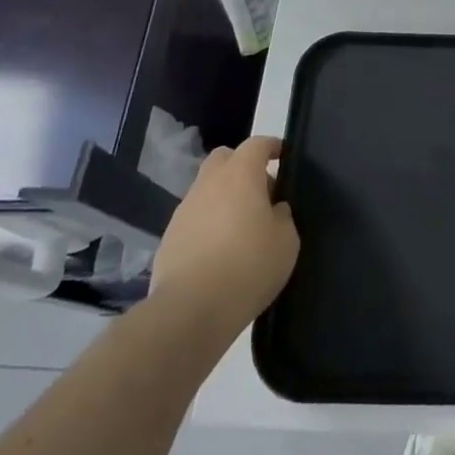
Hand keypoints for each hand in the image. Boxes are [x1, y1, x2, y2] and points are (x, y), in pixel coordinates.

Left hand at [150, 135, 299, 341]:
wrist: (190, 310)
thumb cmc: (248, 266)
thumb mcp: (286, 241)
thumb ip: (282, 216)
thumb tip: (273, 209)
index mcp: (240, 175)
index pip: (257, 144)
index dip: (272, 147)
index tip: (283, 156)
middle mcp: (208, 184)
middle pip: (224, 159)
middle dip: (242, 166)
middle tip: (260, 191)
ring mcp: (184, 211)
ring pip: (206, 189)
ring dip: (223, 198)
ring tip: (240, 227)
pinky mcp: (168, 239)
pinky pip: (194, 219)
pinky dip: (208, 225)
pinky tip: (218, 251)